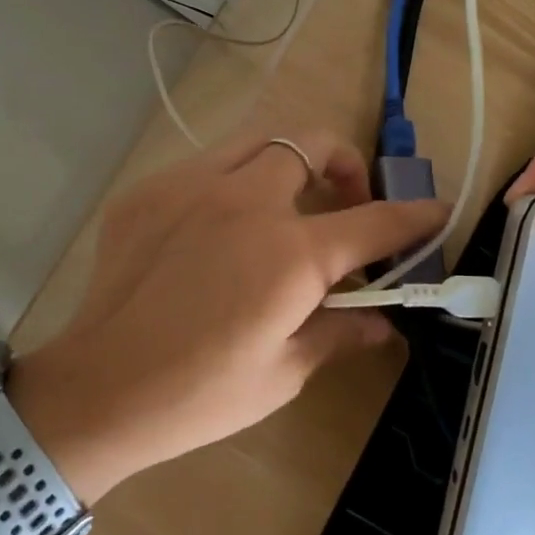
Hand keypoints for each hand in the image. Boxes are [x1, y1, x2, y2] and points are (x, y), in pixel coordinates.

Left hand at [9, 132, 446, 500]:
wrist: (100, 388)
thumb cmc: (200, 394)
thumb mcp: (284, 372)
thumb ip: (340, 333)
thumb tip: (385, 324)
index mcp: (290, 253)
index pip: (374, 222)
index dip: (413, 217)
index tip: (434, 211)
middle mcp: (245, 201)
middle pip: (313, 143)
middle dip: (346, 165)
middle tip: (345, 204)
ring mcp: (190, 186)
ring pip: (258, 140)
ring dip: (288, 162)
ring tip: (285, 203)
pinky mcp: (148, 192)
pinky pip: (204, 166)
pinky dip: (229, 183)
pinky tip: (218, 228)